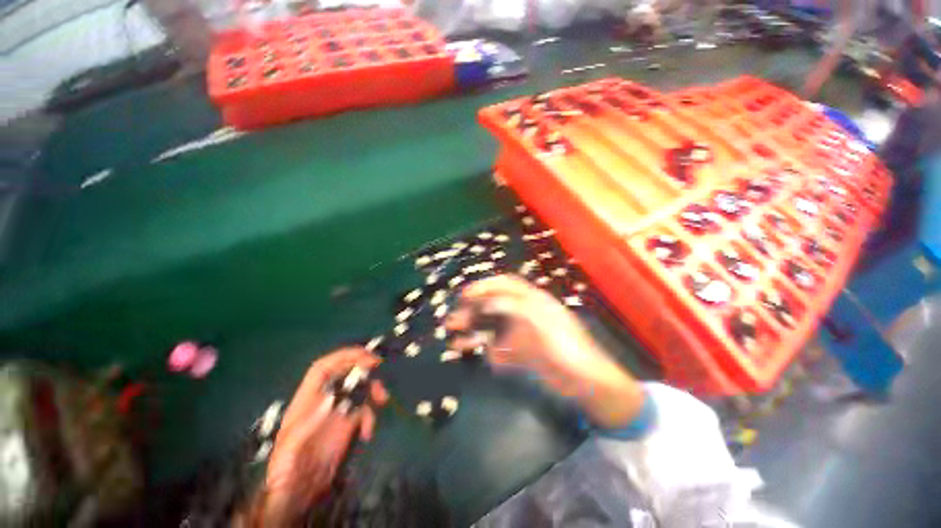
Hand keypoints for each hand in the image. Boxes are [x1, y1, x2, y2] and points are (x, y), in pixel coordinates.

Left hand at [260, 348, 388, 525]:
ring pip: (358, 389)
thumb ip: (310, 421)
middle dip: (363, 369)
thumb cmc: (288, 468)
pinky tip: (368, 432)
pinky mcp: (347, 425)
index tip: (364, 355)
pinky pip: (364, 411)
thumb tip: (332, 397)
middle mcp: (324, 401)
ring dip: (373, 390)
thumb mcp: (293, 445)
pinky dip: (370, 417)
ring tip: (382, 400)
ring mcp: (337, 412)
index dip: (343, 356)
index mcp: (307, 399)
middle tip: (378, 367)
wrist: (298, 493)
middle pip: (346, 374)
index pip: (323, 368)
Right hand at [445, 275, 644, 428]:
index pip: (505, 285)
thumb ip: (518, 308)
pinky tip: (471, 352)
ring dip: (474, 328)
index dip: (484, 286)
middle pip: (494, 304)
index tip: (464, 295)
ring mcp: (521, 333)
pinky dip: (484, 348)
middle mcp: (524, 313)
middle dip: (473, 309)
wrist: (588, 384)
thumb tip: (491, 302)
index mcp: (533, 300)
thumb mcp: (544, 323)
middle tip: (453, 319)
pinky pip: (498, 347)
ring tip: (454, 334)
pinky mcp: (520, 352)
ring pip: (493, 325)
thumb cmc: (570, 349)